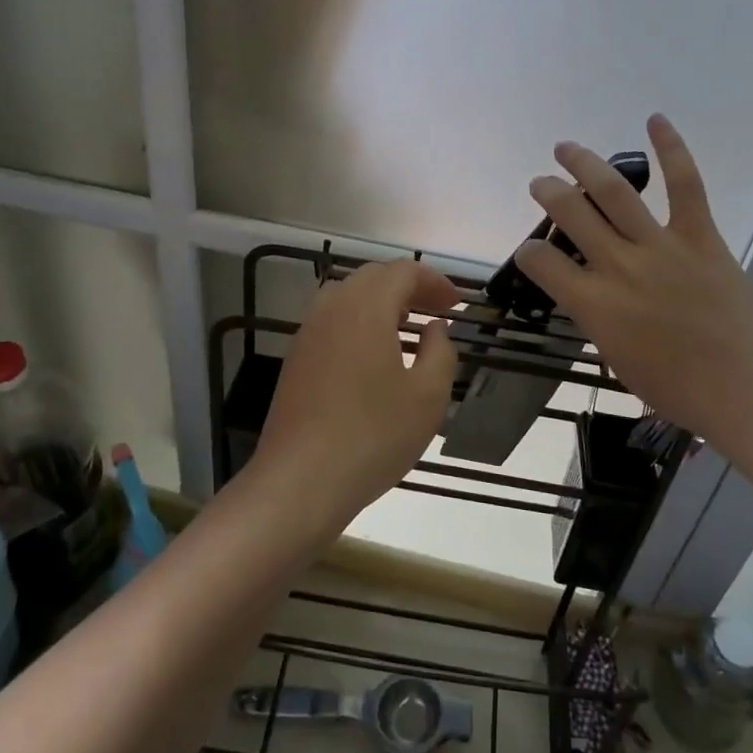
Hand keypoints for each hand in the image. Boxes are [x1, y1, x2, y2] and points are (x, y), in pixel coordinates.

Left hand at [249, 258, 461, 536]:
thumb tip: (434, 328)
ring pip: (348, 297)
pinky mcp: (296, 359)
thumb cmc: (373, 436)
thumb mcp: (427, 397)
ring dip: (381, 303)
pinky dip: (359, 322)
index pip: (403, 271)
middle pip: (373, 277)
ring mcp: (308, 333)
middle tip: (436, 312)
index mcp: (366, 308)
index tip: (457, 304)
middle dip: (408, 287)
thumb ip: (440, 352)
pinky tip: (374, 357)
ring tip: (407, 330)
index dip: (434, 281)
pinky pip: (332, 322)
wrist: (300, 481)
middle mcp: (332, 309)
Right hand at [515, 115, 752, 449]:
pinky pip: (685, 186)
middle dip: (548, 193)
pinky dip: (671, 150)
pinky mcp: (700, 238)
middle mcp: (619, 267)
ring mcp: (661, 248)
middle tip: (540, 184)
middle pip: (570, 214)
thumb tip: (589, 292)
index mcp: (594, 305)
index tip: (532, 253)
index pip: (540, 263)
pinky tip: (655, 120)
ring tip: (566, 148)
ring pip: (614, 192)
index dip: (527, 253)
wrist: (745, 389)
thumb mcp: (615, 357)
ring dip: (584, 164)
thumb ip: (595, 317)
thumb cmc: (675, 387)